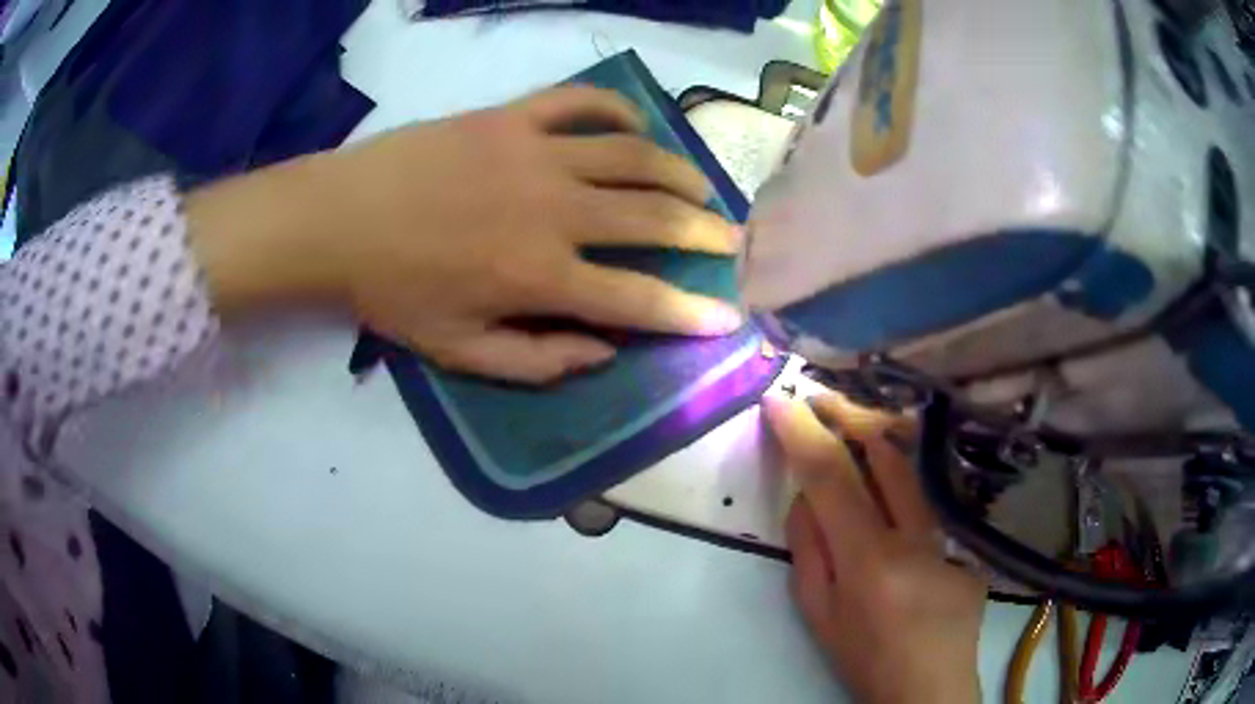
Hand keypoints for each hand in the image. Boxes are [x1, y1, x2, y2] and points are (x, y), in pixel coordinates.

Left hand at [189, 86, 742, 382]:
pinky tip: (634, 125)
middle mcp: (553, 209)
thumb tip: (605, 351)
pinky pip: (580, 103)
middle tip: (734, 240)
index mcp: (539, 276)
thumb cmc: (395, 291)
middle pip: (653, 216)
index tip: (732, 316)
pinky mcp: (512, 117)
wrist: (339, 220)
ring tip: (699, 185)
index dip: (692, 313)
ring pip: (633, 153)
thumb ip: (538, 361)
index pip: (638, 299)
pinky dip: (617, 109)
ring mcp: (535, 152)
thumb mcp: (459, 352)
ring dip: (676, 170)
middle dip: (706, 232)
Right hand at [763, 393, 986, 703]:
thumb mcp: (818, 615)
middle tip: (820, 399)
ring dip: (879, 442)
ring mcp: (952, 537)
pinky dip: (905, 489)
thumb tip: (805, 497)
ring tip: (854, 425)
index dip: (802, 434)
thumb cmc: (864, 659)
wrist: (929, 688)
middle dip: (849, 417)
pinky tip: (896, 497)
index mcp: (871, 563)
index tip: (778, 401)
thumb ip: (808, 551)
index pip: (832, 479)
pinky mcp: (971, 542)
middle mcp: (918, 538)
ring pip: (914, 472)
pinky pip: (930, 504)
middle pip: (885, 455)